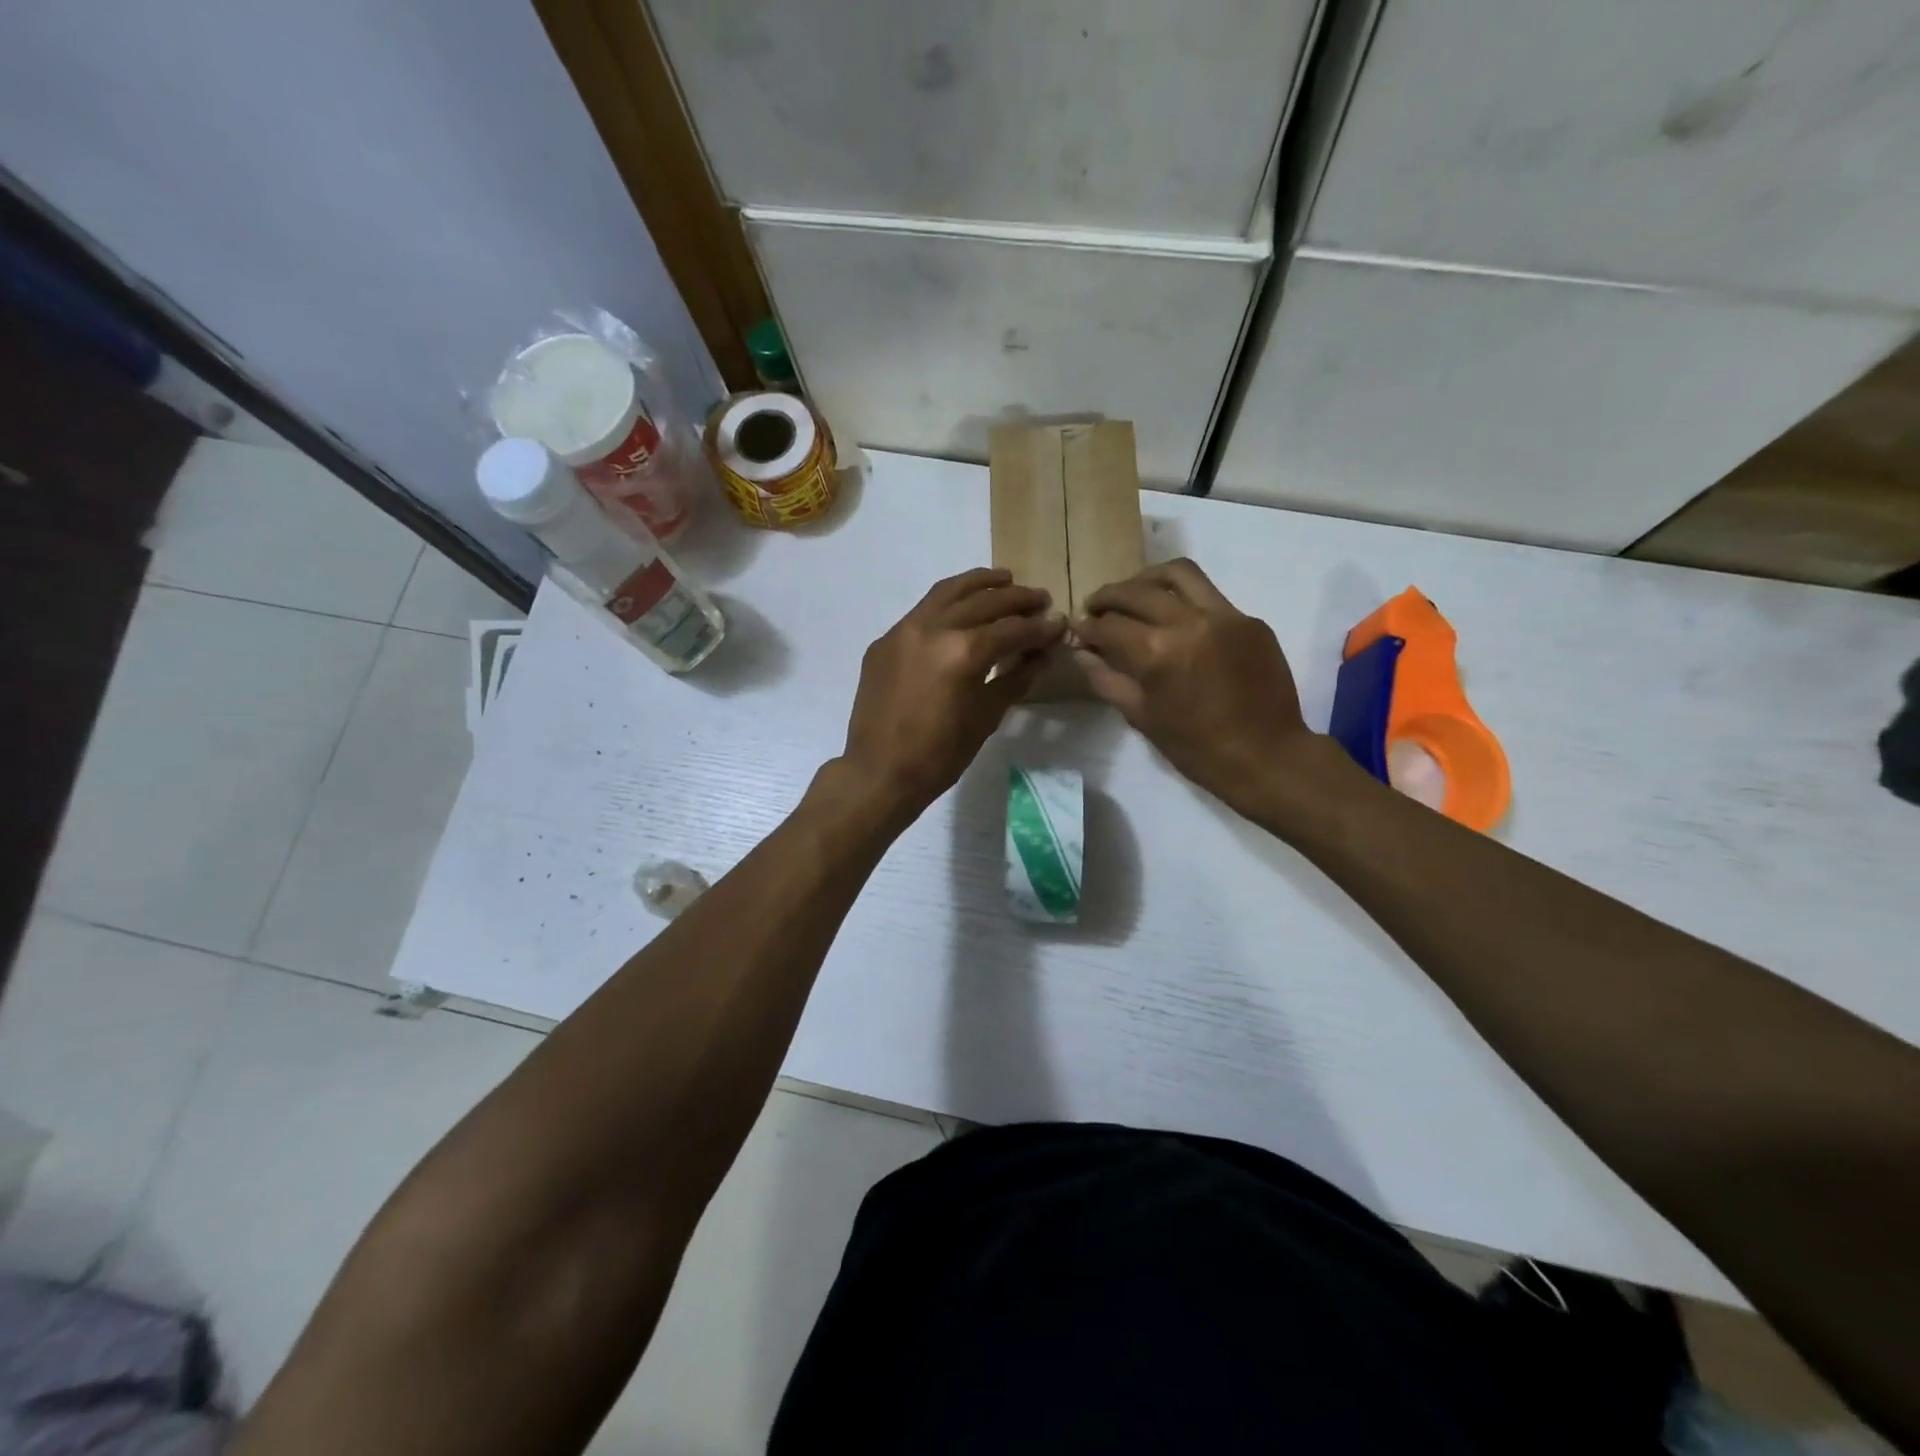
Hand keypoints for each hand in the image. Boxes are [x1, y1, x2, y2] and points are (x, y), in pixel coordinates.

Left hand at [839, 568, 1065, 817]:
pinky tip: (961, 608)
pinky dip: (947, 602)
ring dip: (980, 584)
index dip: (1041, 627)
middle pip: (983, 602)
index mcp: (963, 652)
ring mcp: (903, 630)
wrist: (878, 772)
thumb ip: (1015, 679)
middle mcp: (933, 629)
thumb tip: (1041, 655)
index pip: (1012, 629)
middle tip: (1040, 599)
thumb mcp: (986, 718)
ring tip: (1005, 580)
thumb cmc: (939, 756)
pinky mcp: (884, 641)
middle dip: (1017, 599)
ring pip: (948, 593)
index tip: (1060, 623)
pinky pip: (922, 611)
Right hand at [1074, 559, 1313, 810]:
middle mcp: (1188, 622)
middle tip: (1095, 607)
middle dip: (1108, 596)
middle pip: (1137, 591)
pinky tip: (1177, 620)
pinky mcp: (1249, 620)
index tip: (1078, 629)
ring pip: (1179, 573)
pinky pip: (1210, 596)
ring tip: (1135, 593)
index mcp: (1157, 652)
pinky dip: (1184, 600)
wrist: (1266, 756)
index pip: (1109, 625)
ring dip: (1147, 579)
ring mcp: (1224, 615)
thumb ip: (1106, 679)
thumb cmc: (1196, 747)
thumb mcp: (1141, 717)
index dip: (1087, 626)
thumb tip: (1081, 652)